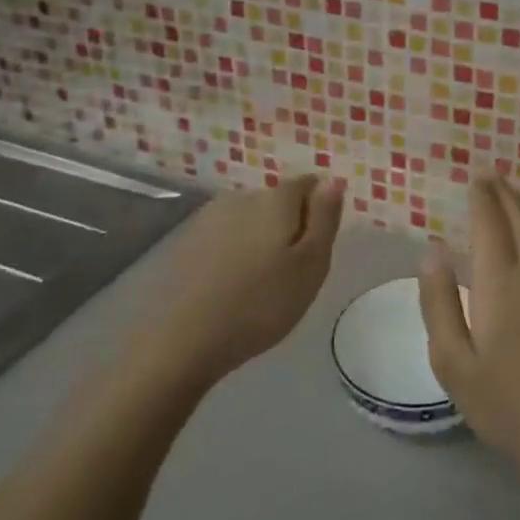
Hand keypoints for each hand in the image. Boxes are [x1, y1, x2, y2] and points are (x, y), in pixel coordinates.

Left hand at [149, 175, 345, 384]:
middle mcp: (242, 196)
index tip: (317, 245)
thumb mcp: (311, 264)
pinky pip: (225, 236)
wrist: (185, 339)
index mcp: (276, 199)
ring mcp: (209, 217)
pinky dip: (234, 251)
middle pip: (277, 200)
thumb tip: (334, 180)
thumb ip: (325, 217)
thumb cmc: (262, 303)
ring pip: (249, 218)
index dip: (318, 210)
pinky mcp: (187, 241)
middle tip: (292, 270)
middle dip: (289, 224)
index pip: (308, 185)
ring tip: (261, 279)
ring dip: (260, 238)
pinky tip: (232, 283)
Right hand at [419, 177, 519, 501]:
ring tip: (511, 199)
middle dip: (505, 195)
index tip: (477, 176)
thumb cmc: (510, 407)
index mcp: (502, 281)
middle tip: (491, 176)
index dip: (483, 198)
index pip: (490, 223)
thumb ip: (440, 304)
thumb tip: (433, 252)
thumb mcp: (455, 364)